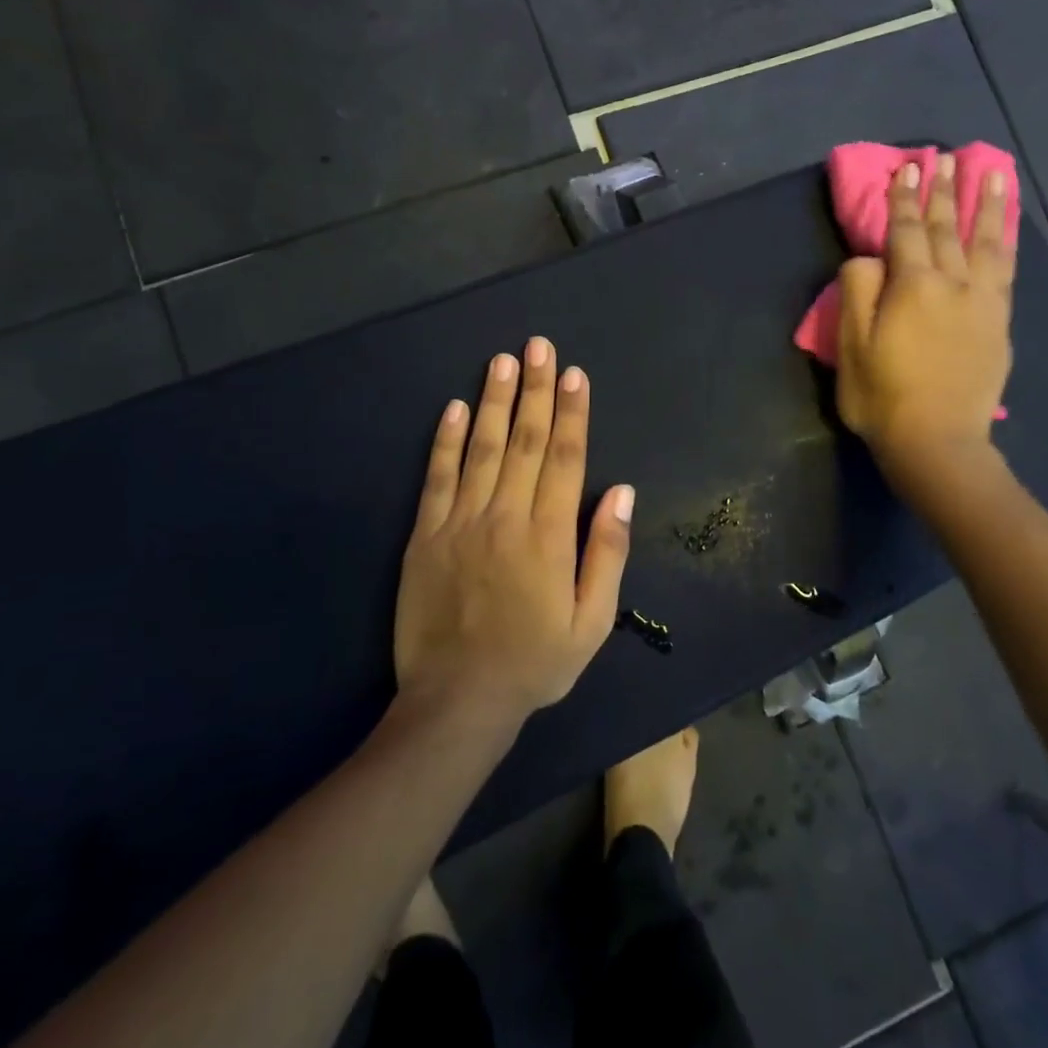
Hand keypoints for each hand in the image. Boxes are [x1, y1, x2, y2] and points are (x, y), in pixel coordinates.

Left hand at [393, 338, 634, 726]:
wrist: (458, 702)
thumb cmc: (534, 663)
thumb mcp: (592, 621)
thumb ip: (607, 552)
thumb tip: (621, 492)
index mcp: (548, 535)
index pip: (565, 458)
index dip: (572, 412)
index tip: (573, 374)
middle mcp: (506, 516)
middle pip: (525, 440)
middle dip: (534, 390)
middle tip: (538, 346)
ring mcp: (461, 523)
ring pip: (481, 448)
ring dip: (493, 401)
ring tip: (501, 361)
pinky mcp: (426, 536)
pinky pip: (437, 478)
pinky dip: (444, 441)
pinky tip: (452, 408)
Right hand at [836, 155, 1015, 471]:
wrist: (938, 441)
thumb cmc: (882, 395)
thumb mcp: (851, 345)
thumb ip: (858, 291)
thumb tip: (870, 259)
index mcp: (912, 285)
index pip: (906, 230)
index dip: (904, 198)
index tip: (907, 167)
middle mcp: (953, 283)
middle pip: (948, 227)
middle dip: (944, 191)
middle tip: (945, 158)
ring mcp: (983, 302)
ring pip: (986, 242)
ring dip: (987, 205)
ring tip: (992, 174)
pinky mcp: (999, 323)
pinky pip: (1006, 270)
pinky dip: (1005, 243)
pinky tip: (1006, 230)